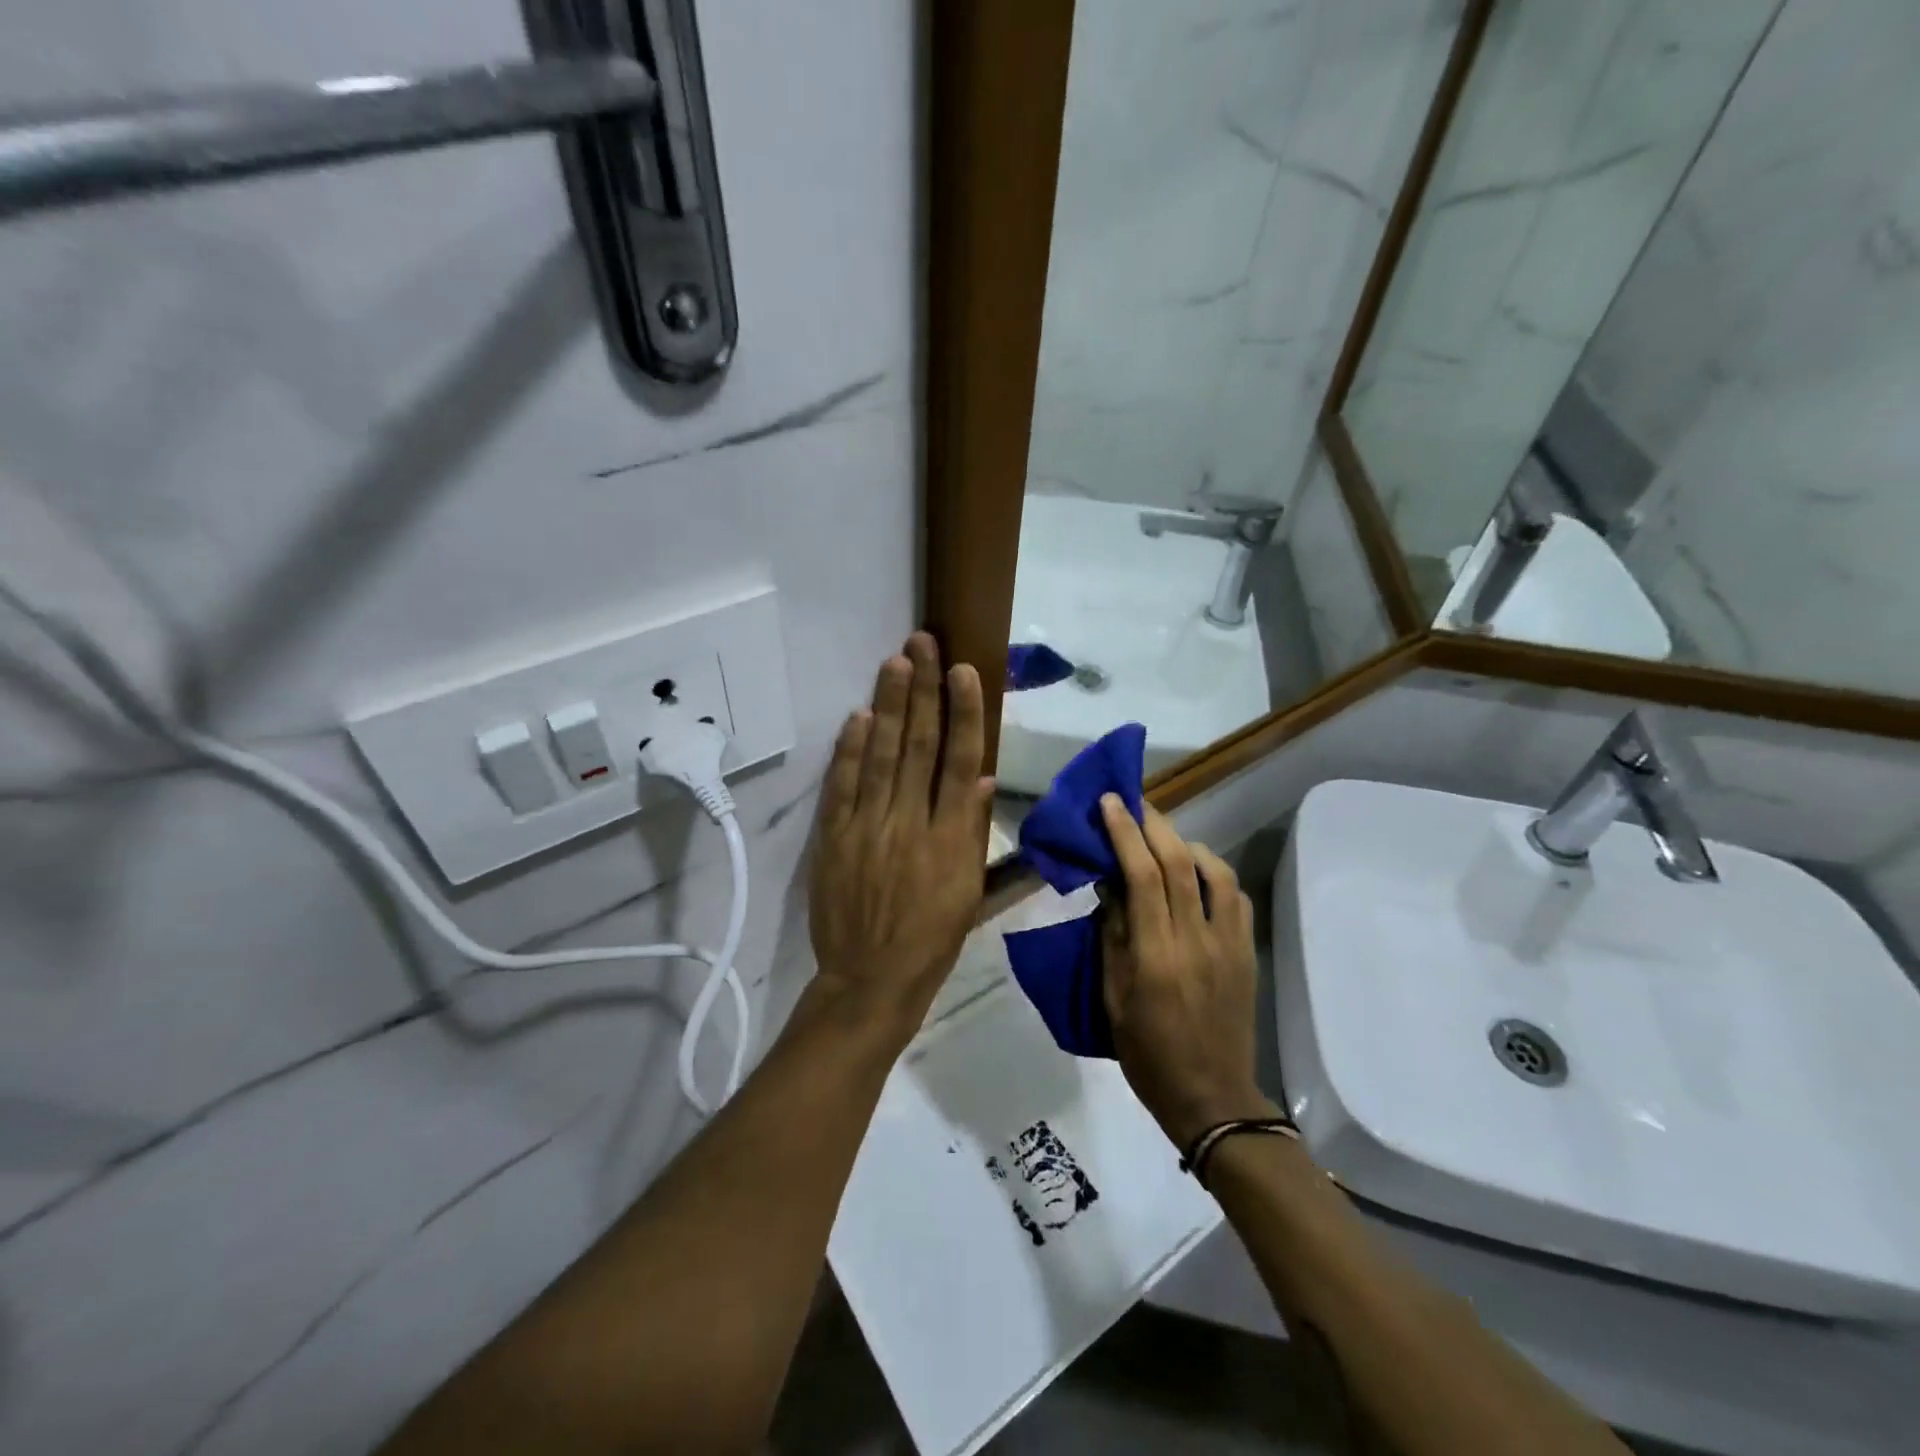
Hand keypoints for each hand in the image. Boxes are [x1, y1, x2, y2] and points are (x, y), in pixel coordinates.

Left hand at [806, 633, 994, 1041]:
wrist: (871, 978)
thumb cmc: (932, 939)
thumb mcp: (970, 893)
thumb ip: (975, 833)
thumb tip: (982, 780)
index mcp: (952, 838)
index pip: (961, 762)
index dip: (964, 713)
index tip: (964, 672)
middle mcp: (911, 823)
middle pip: (919, 745)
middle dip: (923, 690)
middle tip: (924, 643)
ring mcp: (868, 827)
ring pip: (882, 755)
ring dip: (889, 706)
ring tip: (896, 662)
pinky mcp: (835, 837)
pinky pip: (843, 785)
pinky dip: (851, 749)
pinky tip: (859, 716)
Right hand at [1098, 797, 1275, 1147]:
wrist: (1211, 1096)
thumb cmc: (1148, 1052)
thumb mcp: (1113, 997)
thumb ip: (1113, 936)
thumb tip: (1110, 886)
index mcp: (1157, 954)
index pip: (1141, 876)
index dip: (1125, 833)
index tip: (1110, 802)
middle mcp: (1197, 940)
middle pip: (1180, 863)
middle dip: (1154, 824)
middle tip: (1134, 801)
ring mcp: (1230, 944)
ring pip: (1216, 872)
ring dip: (1187, 843)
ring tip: (1164, 835)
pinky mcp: (1248, 952)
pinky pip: (1236, 898)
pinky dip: (1215, 873)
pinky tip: (1198, 873)